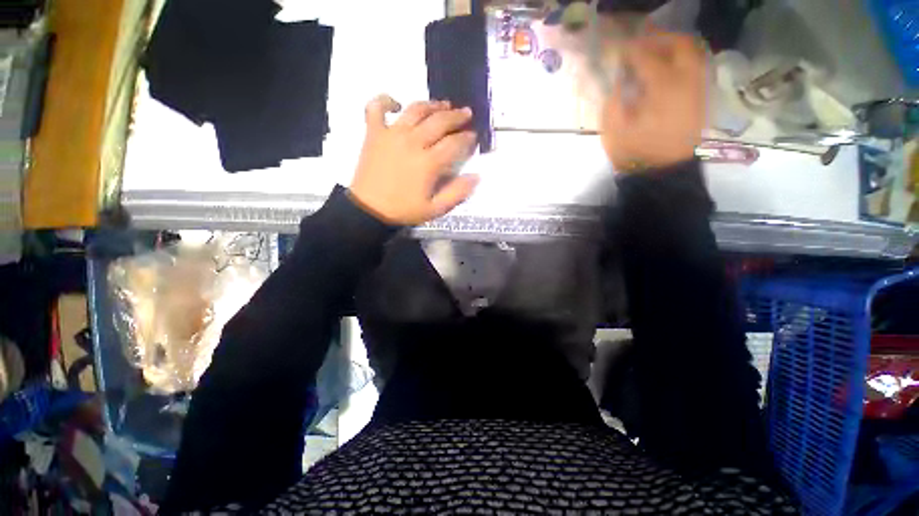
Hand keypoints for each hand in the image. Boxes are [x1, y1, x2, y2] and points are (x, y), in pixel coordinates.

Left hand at [348, 95, 478, 224]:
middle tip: (466, 113)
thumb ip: (457, 193)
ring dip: (432, 104)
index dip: (467, 138)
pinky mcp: (374, 133)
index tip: (474, 135)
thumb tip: (476, 176)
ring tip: (444, 104)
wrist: (369, 209)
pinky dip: (385, 100)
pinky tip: (396, 104)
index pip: (454, 143)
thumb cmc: (403, 210)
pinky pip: (376, 107)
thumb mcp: (435, 209)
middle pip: (439, 121)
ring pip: (415, 110)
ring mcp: (392, 134)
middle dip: (457, 116)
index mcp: (429, 162)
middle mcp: (413, 142)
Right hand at [600, 32, 705, 171]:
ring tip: (653, 52)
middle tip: (638, 43)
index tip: (613, 47)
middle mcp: (687, 80)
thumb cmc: (636, 154)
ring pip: (693, 52)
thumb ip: (614, 100)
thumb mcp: (615, 130)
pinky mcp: (702, 97)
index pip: (644, 56)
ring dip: (673, 46)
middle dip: (658, 38)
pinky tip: (667, 67)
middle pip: (679, 43)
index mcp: (663, 88)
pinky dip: (683, 59)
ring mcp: (699, 88)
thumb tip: (618, 79)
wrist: (663, 173)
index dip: (627, 48)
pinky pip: (697, 66)